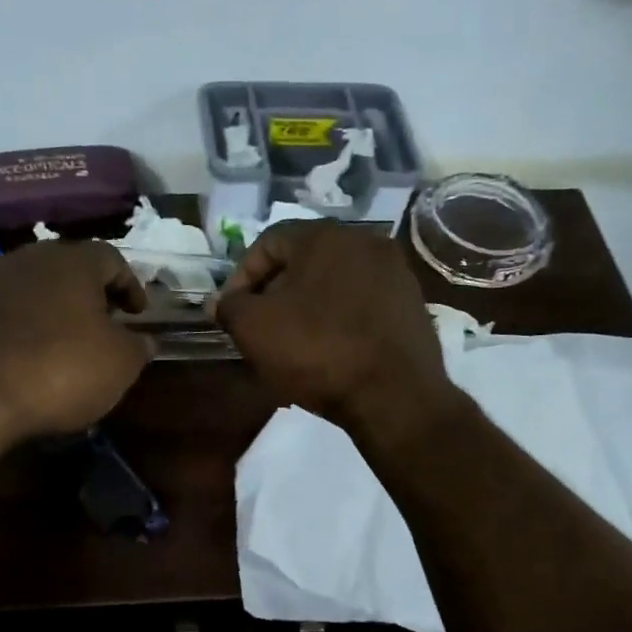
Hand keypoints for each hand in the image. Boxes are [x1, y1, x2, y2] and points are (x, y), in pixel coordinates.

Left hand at [0, 240, 152, 441]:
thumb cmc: (62, 370)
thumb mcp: (120, 364)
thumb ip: (138, 346)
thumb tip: (143, 340)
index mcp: (73, 261)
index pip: (112, 259)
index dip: (131, 286)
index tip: (138, 314)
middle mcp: (30, 260)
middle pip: (70, 269)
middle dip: (92, 295)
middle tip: (107, 324)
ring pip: (37, 289)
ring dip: (57, 311)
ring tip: (70, 343)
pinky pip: (10, 313)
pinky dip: (28, 329)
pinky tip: (34, 358)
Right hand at [213, 221, 450, 433]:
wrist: (394, 395)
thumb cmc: (316, 351)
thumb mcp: (254, 329)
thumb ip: (230, 308)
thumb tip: (220, 302)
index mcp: (324, 236)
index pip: (267, 242)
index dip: (241, 276)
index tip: (231, 312)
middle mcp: (365, 242)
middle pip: (304, 261)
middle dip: (275, 292)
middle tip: (259, 327)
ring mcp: (395, 273)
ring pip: (334, 283)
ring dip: (308, 307)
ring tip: (293, 343)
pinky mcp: (412, 305)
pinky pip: (362, 304)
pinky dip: (339, 320)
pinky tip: (330, 351)